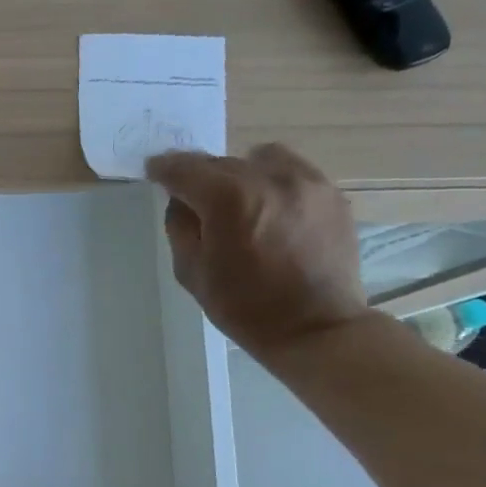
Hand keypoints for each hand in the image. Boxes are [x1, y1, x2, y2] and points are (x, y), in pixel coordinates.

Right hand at [146, 143, 371, 360]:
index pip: (185, 169)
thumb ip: (180, 227)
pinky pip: (292, 170)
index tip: (154, 170)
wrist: (315, 328)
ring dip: (239, 173)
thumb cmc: (244, 307)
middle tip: (193, 198)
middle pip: (221, 162)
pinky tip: (269, 208)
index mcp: (228, 199)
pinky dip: (272, 180)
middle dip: (201, 176)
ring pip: (259, 159)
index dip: (164, 168)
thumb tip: (181, 200)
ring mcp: (306, 182)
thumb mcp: (191, 272)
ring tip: (238, 200)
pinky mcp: (331, 193)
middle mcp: (268, 178)